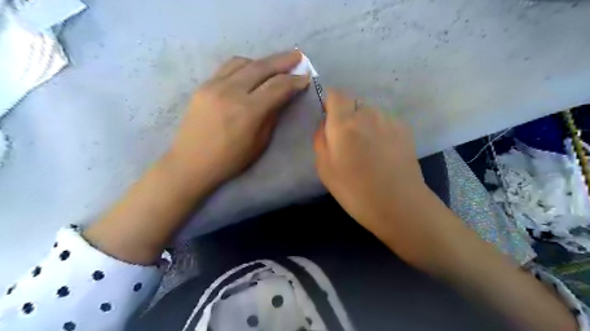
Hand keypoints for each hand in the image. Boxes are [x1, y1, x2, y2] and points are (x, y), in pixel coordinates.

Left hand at [86, 51, 309, 263]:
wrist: (191, 163)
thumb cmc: (230, 160)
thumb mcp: (259, 143)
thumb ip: (272, 115)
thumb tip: (283, 96)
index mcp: (248, 111)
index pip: (277, 87)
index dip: (294, 81)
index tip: (305, 77)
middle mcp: (231, 92)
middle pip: (262, 67)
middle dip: (283, 60)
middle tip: (298, 55)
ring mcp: (214, 86)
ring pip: (244, 62)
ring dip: (263, 61)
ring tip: (275, 65)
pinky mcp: (203, 85)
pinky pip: (228, 67)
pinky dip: (245, 65)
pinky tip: (252, 70)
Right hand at [314, 90, 429, 233]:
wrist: (398, 204)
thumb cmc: (355, 191)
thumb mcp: (324, 168)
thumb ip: (321, 139)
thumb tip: (326, 123)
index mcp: (344, 124)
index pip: (336, 94)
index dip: (330, 102)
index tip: (330, 119)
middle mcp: (368, 114)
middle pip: (353, 104)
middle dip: (347, 118)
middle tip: (349, 144)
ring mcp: (389, 120)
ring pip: (370, 113)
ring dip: (365, 124)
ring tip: (369, 150)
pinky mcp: (405, 128)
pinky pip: (385, 121)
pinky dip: (380, 130)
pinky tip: (384, 152)